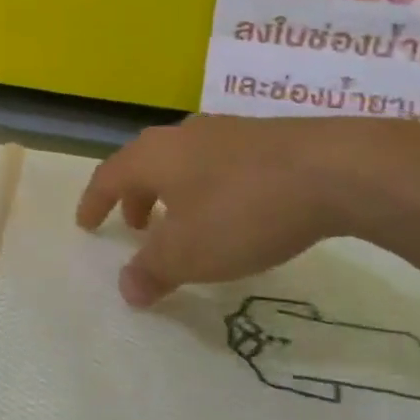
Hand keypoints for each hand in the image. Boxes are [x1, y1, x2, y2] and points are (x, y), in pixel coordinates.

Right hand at [76, 116, 419, 306]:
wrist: (333, 169)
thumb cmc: (242, 210)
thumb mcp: (190, 253)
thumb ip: (153, 271)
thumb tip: (127, 288)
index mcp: (153, 156)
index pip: (108, 177)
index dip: (94, 203)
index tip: (86, 225)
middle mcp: (181, 135)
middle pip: (143, 163)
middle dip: (134, 197)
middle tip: (135, 226)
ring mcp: (225, 131)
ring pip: (182, 161)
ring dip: (171, 192)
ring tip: (183, 221)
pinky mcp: (264, 137)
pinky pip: (217, 162)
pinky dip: (206, 187)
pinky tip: (232, 210)